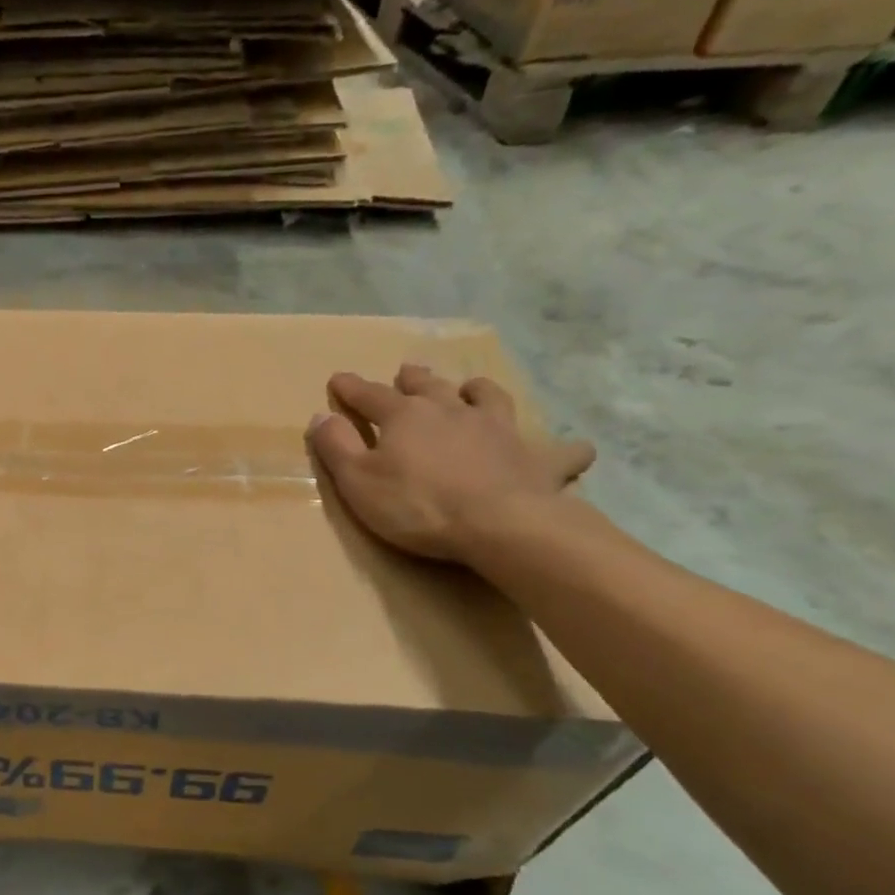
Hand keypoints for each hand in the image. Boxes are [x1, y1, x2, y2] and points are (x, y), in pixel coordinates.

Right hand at [306, 364, 594, 563]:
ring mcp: (498, 430)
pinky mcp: (535, 458)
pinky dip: (563, 448)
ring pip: (489, 398)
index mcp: (405, 417)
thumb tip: (320, 416)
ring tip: (472, 388)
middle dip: (414, 379)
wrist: (499, 524)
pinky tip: (573, 449)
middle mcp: (452, 412)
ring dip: (477, 391)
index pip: (370, 396)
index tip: (338, 379)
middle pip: (430, 387)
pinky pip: (558, 450)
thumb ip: (336, 446)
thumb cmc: (417, 505)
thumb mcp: (358, 481)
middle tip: (408, 370)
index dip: (351, 388)